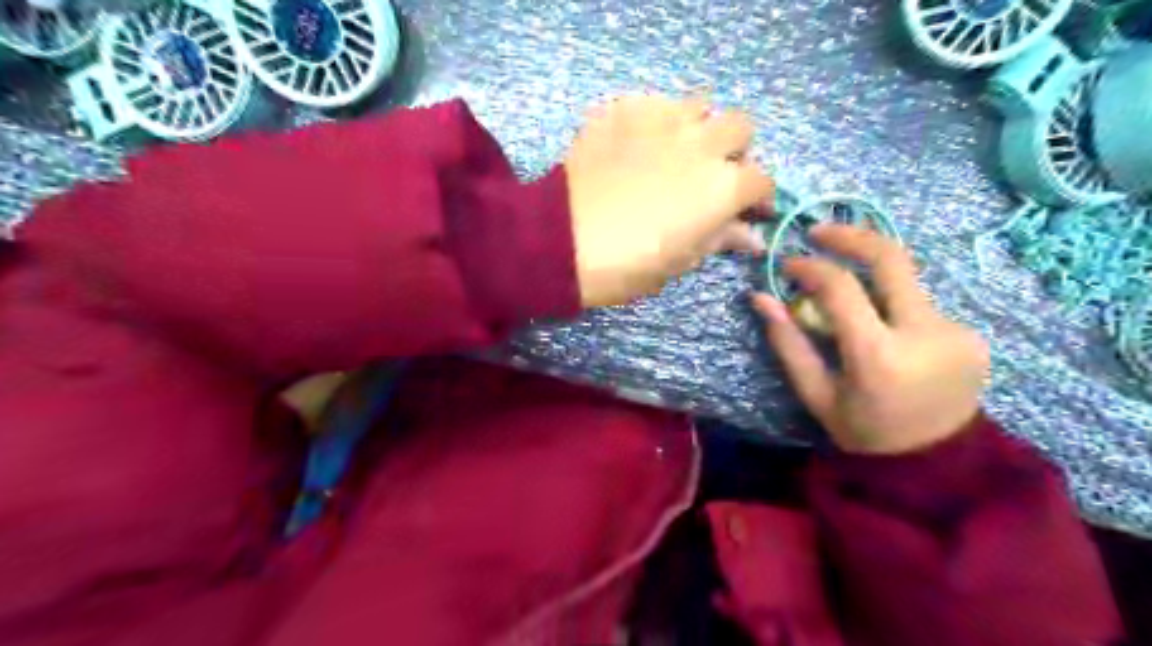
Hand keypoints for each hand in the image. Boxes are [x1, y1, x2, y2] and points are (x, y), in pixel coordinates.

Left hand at [562, 92, 766, 307]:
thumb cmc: (627, 264)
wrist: (561, 241)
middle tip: (710, 173)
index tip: (747, 210)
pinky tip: (636, 145)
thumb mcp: (681, 261)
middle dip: (733, 150)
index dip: (758, 197)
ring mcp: (661, 118)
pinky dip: (654, 121)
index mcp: (722, 186)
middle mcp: (701, 143)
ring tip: (674, 151)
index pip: (762, 180)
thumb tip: (752, 236)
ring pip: (699, 104)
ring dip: (697, 127)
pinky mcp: (624, 109)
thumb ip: (721, 239)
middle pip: (740, 127)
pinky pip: (653, 103)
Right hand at [758, 224, 991, 455]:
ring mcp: (957, 331)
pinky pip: (921, 303)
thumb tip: (760, 297)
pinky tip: (881, 327)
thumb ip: (788, 343)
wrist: (938, 465)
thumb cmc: (865, 432)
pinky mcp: (971, 333)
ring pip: (906, 281)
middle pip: (891, 258)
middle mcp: (926, 334)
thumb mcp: (816, 394)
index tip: (787, 264)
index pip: (842, 288)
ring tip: (845, 293)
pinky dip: (892, 303)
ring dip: (870, 278)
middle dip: (850, 236)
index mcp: (879, 356)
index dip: (810, 267)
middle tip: (818, 232)